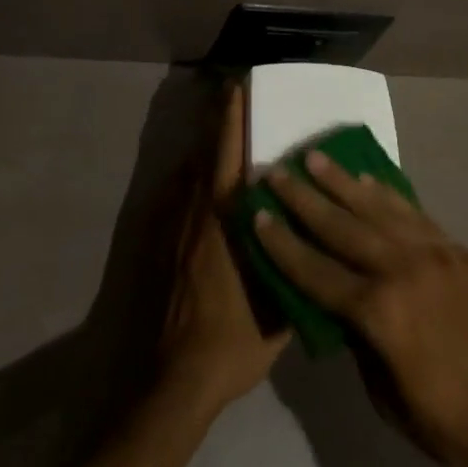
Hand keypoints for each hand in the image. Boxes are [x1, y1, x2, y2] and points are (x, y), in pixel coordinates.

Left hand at [155, 85, 289, 417]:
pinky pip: (175, 197)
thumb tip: (309, 239)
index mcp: (226, 218)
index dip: (233, 116)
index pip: (228, 151)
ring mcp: (173, 227)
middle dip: (218, 119)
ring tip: (220, 131)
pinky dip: (188, 179)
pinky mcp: (158, 246)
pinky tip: (197, 182)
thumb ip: (291, 265)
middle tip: (230, 93)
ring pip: (188, 172)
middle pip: (205, 150)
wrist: (175, 380)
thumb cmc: (233, 340)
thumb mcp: (278, 305)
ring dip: (204, 147)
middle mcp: (196, 211)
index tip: (239, 86)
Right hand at [255, 151, 467, 466]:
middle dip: (303, 199)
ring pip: (376, 207)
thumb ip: (361, 346)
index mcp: (379, 314)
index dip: (283, 245)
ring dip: (341, 182)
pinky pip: (412, 211)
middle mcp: (400, 269)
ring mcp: (431, 252)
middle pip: (341, 226)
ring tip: (315, 157)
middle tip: (276, 172)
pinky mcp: (455, 248)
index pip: (316, 272)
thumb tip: (343, 311)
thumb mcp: (391, 401)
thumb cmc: (456, 421)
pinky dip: (386, 193)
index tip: (258, 216)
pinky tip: (369, 180)